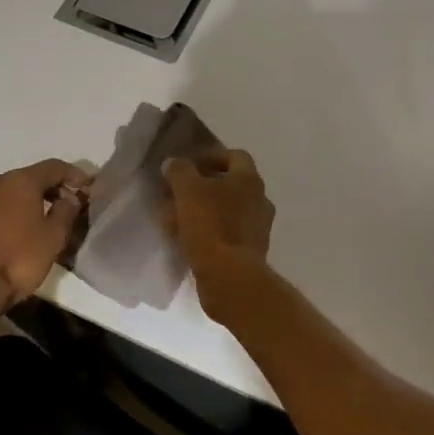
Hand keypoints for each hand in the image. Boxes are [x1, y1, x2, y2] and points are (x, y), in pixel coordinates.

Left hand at [0, 159, 89, 308]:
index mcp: (20, 182)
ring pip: (2, 196)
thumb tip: (69, 198)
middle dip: (45, 189)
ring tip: (31, 224)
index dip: (72, 173)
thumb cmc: (18, 260)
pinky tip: (3, 238)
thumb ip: (65, 212)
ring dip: (19, 204)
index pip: (53, 167)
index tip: (85, 185)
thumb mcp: (53, 238)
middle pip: (25, 179)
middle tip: (61, 205)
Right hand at [163, 148, 274, 315]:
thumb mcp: (188, 191)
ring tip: (176, 218)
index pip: (235, 156)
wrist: (231, 278)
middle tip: (178, 193)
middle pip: (230, 185)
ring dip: (203, 211)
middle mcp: (260, 200)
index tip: (188, 165)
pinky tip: (186, 240)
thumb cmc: (211, 226)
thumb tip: (174, 163)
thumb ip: (179, 171)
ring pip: (226, 211)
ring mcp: (258, 228)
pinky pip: (226, 234)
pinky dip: (208, 232)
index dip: (211, 156)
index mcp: (249, 180)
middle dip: (203, 187)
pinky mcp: (250, 253)